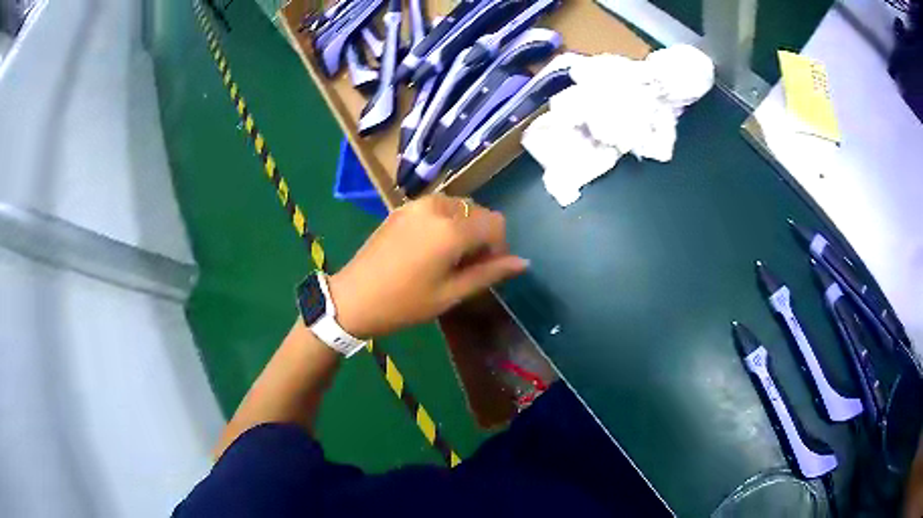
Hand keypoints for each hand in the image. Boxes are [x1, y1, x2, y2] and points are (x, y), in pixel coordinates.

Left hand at [328, 194, 528, 337]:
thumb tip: (522, 263)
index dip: (499, 246)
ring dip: (464, 227)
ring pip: (459, 206)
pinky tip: (430, 247)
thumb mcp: (450, 293)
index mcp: (452, 229)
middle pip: (478, 211)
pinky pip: (437, 207)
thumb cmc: (404, 303)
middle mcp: (437, 207)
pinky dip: (446, 222)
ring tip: (448, 257)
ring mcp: (416, 204)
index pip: (495, 222)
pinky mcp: (402, 208)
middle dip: (482, 236)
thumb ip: (489, 273)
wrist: (353, 298)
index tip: (487, 269)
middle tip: (467, 266)